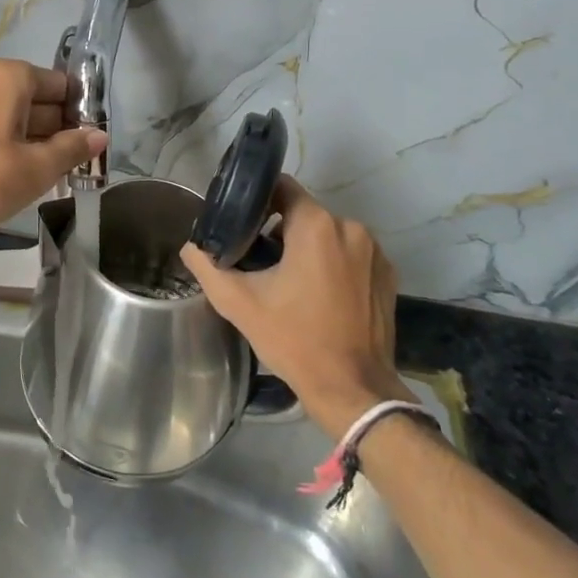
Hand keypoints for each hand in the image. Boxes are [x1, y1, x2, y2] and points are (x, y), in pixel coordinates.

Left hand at [0, 60, 106, 253]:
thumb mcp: (39, 166)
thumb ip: (73, 148)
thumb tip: (100, 136)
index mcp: (8, 78)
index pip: (59, 83)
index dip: (79, 109)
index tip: (94, 137)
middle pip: (36, 99)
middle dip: (60, 127)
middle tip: (81, 159)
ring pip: (14, 117)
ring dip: (38, 139)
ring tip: (59, 171)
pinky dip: (13, 145)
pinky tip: (25, 173)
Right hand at [181, 175, 411, 437]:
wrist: (352, 389)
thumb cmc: (294, 339)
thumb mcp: (239, 303)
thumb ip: (208, 267)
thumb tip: (190, 247)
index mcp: (316, 226)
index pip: (282, 187)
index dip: (257, 199)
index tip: (240, 221)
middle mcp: (351, 228)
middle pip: (304, 213)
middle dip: (279, 230)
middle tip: (256, 258)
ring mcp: (374, 252)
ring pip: (328, 234)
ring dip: (307, 248)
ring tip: (286, 280)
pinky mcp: (387, 275)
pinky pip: (351, 255)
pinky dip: (332, 264)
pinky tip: (318, 294)